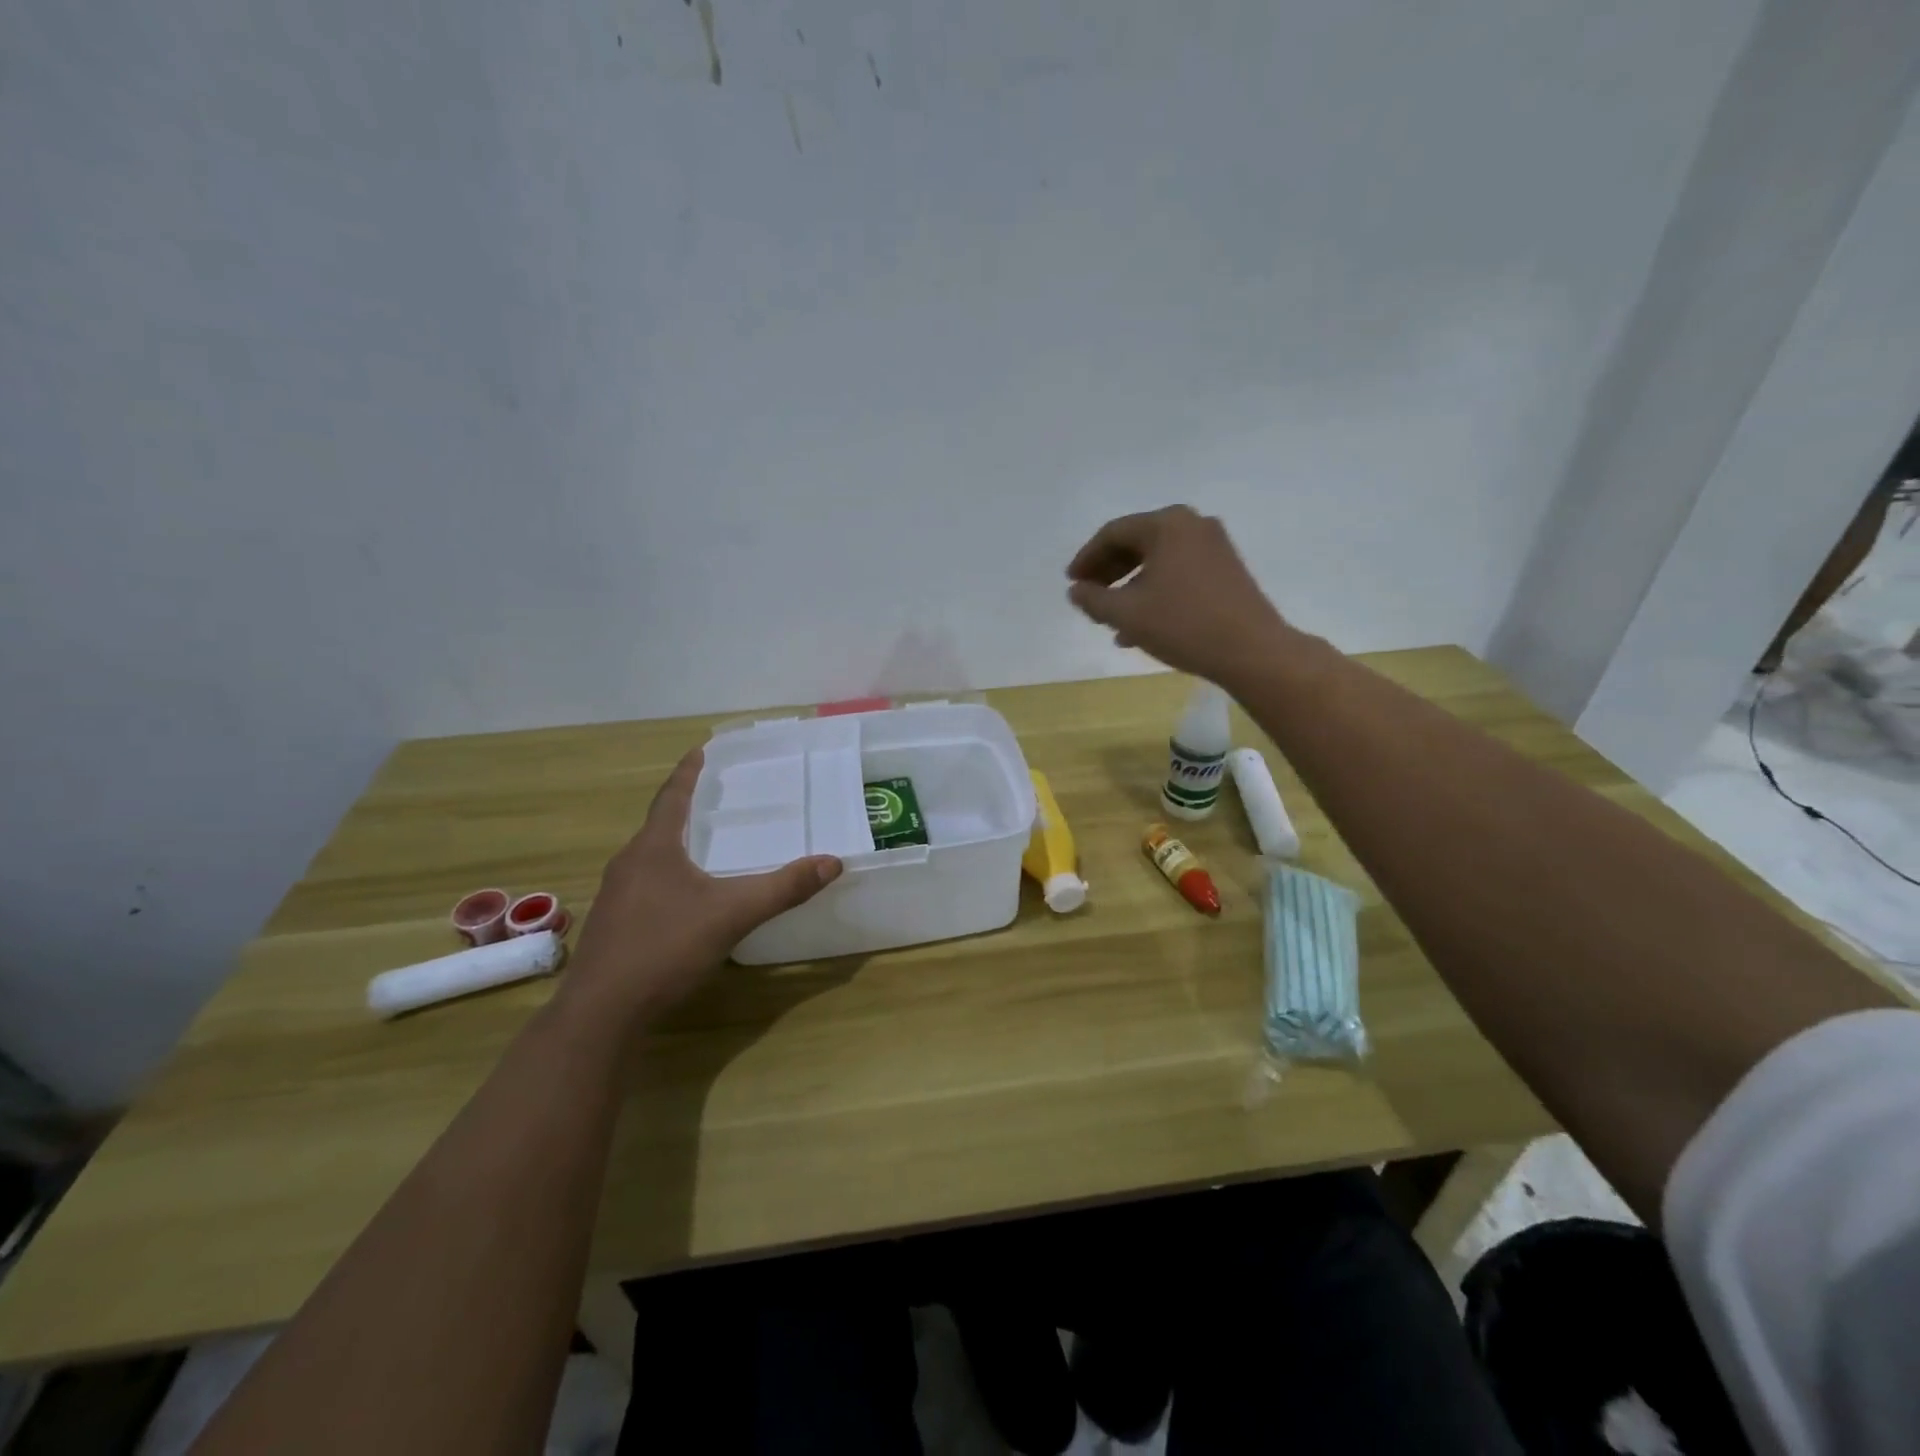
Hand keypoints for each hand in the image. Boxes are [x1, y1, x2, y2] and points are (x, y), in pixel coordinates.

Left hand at [561, 747, 841, 1025]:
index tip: (699, 750)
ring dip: (673, 844)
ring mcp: (615, 897)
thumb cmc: (665, 948)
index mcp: (653, 849)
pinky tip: (683, 898)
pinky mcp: (613, 926)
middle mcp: (628, 864)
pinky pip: (643, 886)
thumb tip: (832, 862)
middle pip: (658, 825)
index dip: (688, 773)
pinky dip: (666, 876)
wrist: (602, 1012)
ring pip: (648, 858)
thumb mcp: (733, 914)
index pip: (671, 797)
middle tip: (712, 797)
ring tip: (700, 844)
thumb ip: (783, 888)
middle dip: (683, 808)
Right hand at [1067, 506, 1290, 685]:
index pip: (1113, 533)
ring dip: (1130, 587)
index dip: (1086, 558)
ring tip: (1111, 620)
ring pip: (1157, 561)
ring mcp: (1214, 546)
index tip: (1071, 583)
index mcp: (1166, 524)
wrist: (1251, 650)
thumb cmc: (1182, 624)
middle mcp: (1192, 525)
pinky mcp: (1226, 569)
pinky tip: (1141, 626)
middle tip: (1089, 598)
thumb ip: (1093, 599)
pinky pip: (1178, 573)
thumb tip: (1076, 590)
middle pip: (1137, 543)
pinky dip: (1155, 592)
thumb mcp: (1126, 613)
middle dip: (1109, 572)